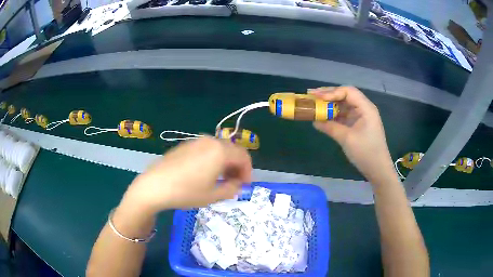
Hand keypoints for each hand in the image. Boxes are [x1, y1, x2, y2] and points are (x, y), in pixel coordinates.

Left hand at [123, 137, 251, 214]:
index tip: (245, 185)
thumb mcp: (213, 195)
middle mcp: (210, 141)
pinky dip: (213, 159)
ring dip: (225, 163)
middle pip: (232, 150)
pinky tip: (205, 173)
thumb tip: (237, 184)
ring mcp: (196, 141)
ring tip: (220, 179)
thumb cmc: (186, 192)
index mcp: (220, 151)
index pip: (244, 157)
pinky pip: (206, 149)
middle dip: (237, 167)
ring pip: (219, 149)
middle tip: (234, 183)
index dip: (248, 171)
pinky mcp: (186, 145)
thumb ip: (232, 189)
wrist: (155, 185)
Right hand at [309, 86, 395, 182]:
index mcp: (366, 108)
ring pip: (343, 105)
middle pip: (345, 95)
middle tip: (311, 96)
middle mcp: (363, 108)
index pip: (348, 91)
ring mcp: (360, 117)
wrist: (377, 169)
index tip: (317, 97)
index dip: (332, 92)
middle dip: (328, 95)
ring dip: (329, 105)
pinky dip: (333, 115)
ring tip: (314, 105)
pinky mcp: (357, 125)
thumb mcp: (347, 139)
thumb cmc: (366, 153)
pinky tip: (323, 117)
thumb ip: (330, 127)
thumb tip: (314, 121)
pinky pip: (344, 115)